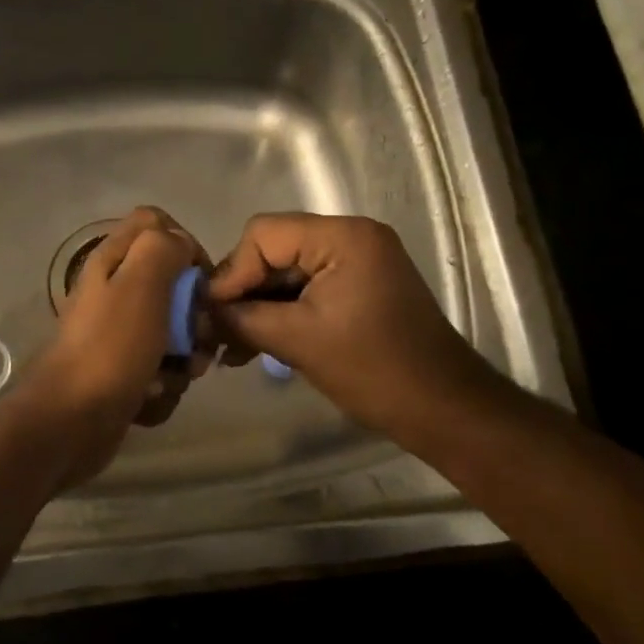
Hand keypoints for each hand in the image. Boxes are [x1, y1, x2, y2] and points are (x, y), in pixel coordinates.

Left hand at [36, 207, 212, 434]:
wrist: (71, 421)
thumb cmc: (110, 347)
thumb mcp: (140, 283)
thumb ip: (163, 248)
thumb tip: (180, 243)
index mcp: (113, 260)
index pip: (156, 224)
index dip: (184, 244)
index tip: (201, 279)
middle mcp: (114, 291)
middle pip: (171, 283)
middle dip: (193, 314)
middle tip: (197, 338)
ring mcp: (118, 334)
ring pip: (172, 331)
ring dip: (184, 357)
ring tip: (176, 375)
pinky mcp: (123, 371)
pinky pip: (161, 369)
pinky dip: (163, 385)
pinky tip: (152, 398)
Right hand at [205, 213, 524, 454]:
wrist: (443, 409)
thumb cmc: (373, 370)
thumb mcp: (297, 340)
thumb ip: (242, 318)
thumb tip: (200, 311)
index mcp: (343, 237)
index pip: (264, 234)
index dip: (232, 272)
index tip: (211, 314)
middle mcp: (351, 236)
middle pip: (274, 250)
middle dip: (242, 292)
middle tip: (214, 331)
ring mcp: (357, 261)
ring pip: (286, 273)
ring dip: (257, 307)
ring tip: (230, 347)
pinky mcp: (358, 286)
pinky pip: (306, 290)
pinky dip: (281, 314)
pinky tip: (254, 346)